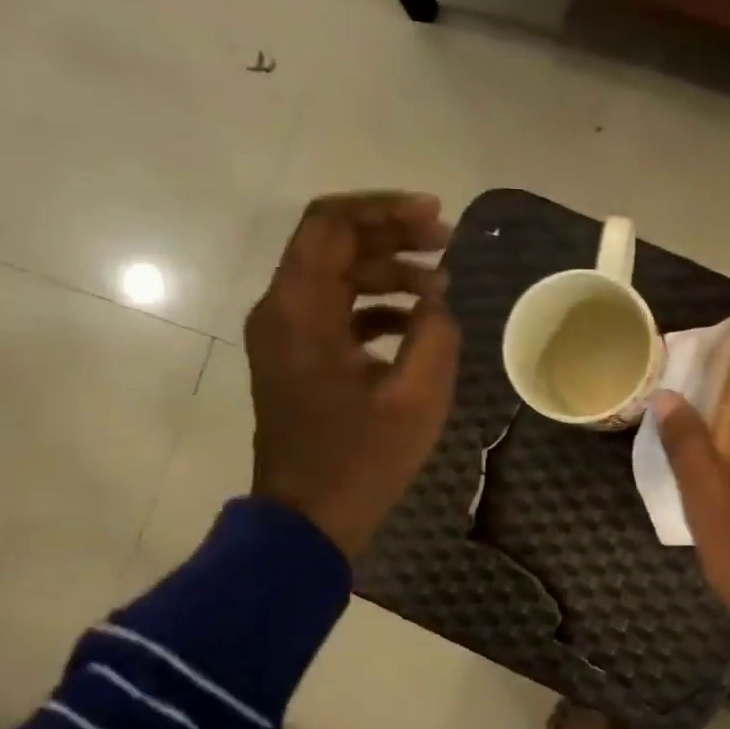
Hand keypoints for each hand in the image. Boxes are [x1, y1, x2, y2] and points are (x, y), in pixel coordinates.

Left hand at [245, 192, 458, 558]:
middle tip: (447, 245)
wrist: (310, 518)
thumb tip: (435, 302)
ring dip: (388, 272)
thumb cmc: (362, 460)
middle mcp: (282, 310)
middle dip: (392, 236)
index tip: (437, 217)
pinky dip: (375, 305)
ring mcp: (286, 336)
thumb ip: (434, 335)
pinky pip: (335, 311)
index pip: (332, 224)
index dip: (385, 210)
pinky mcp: (297, 359)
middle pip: (333, 244)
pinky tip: (416, 322)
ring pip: (336, 277)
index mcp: (301, 310)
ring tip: (441, 287)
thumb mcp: (417, 398)